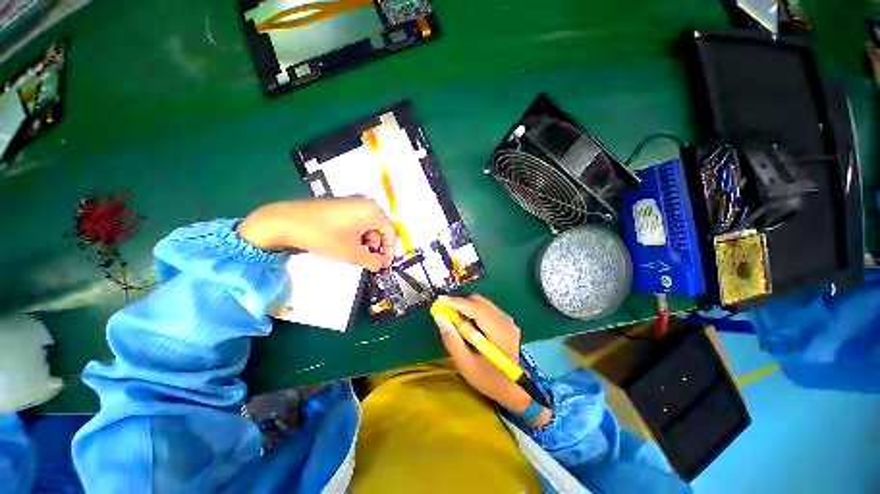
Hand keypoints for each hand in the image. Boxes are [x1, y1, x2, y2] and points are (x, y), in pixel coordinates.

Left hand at [237, 197, 395, 271]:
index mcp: (372, 211)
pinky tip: (346, 245)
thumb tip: (382, 264)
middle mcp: (364, 203)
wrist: (286, 222)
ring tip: (355, 254)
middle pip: (380, 228)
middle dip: (376, 246)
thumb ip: (373, 261)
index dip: (390, 250)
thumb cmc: (322, 235)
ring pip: (367, 226)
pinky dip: (356, 235)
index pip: (391, 232)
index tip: (385, 263)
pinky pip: (356, 222)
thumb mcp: (352, 253)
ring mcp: (351, 203)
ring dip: (365, 242)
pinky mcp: (339, 206)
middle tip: (370, 260)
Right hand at [433, 294, 550, 426]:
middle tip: (447, 313)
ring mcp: (507, 319)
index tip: (440, 300)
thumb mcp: (465, 364)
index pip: (477, 310)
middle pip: (479, 302)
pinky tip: (469, 324)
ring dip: (466, 307)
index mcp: (500, 333)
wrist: (512, 387)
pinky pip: (486, 307)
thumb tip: (440, 318)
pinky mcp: (505, 320)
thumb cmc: (488, 379)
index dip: (457, 303)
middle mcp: (505, 321)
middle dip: (460, 304)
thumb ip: (452, 340)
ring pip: (482, 302)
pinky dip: (473, 310)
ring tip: (456, 320)